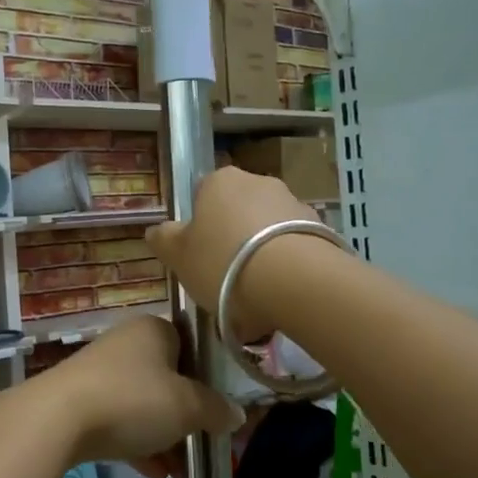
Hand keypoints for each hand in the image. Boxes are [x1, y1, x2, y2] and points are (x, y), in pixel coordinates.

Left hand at [32, 315, 241, 463]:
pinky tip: (154, 475)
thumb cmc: (133, 400)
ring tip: (180, 473)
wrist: (57, 419)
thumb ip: (215, 410)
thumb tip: (237, 415)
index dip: (207, 380)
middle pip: (167, 380)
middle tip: (201, 446)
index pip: (191, 347)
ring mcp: (100, 373)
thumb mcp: (186, 407)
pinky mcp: (80, 401)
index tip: (217, 412)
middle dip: (185, 418)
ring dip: (163, 438)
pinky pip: (119, 421)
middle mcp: (126, 344)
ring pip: (143, 405)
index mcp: (154, 330)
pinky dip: (137, 445)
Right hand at [145, 167, 320, 340]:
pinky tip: (281, 296)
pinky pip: (294, 247)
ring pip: (267, 230)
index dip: (199, 225)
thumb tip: (155, 231)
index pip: (202, 194)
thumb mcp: (178, 256)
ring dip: (261, 254)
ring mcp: (294, 202)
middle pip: (238, 211)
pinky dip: (286, 266)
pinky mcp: (321, 228)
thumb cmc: (223, 262)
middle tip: (225, 278)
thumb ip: (164, 240)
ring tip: (256, 295)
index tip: (199, 254)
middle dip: (233, 239)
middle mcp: (259, 181)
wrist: (295, 281)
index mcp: (220, 181)